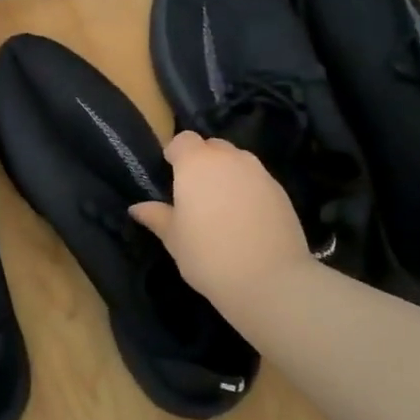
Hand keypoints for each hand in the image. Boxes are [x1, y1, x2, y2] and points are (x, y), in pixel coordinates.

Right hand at [129, 132, 321, 320]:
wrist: (270, 280)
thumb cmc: (208, 255)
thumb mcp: (173, 238)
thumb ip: (156, 216)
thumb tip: (137, 208)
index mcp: (196, 163)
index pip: (183, 140)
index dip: (176, 153)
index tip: (171, 174)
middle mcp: (229, 159)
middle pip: (213, 146)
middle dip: (203, 161)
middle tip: (195, 192)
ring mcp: (259, 173)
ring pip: (238, 161)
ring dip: (227, 173)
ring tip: (222, 206)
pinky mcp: (281, 191)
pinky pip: (257, 180)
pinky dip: (248, 190)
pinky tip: (246, 219)